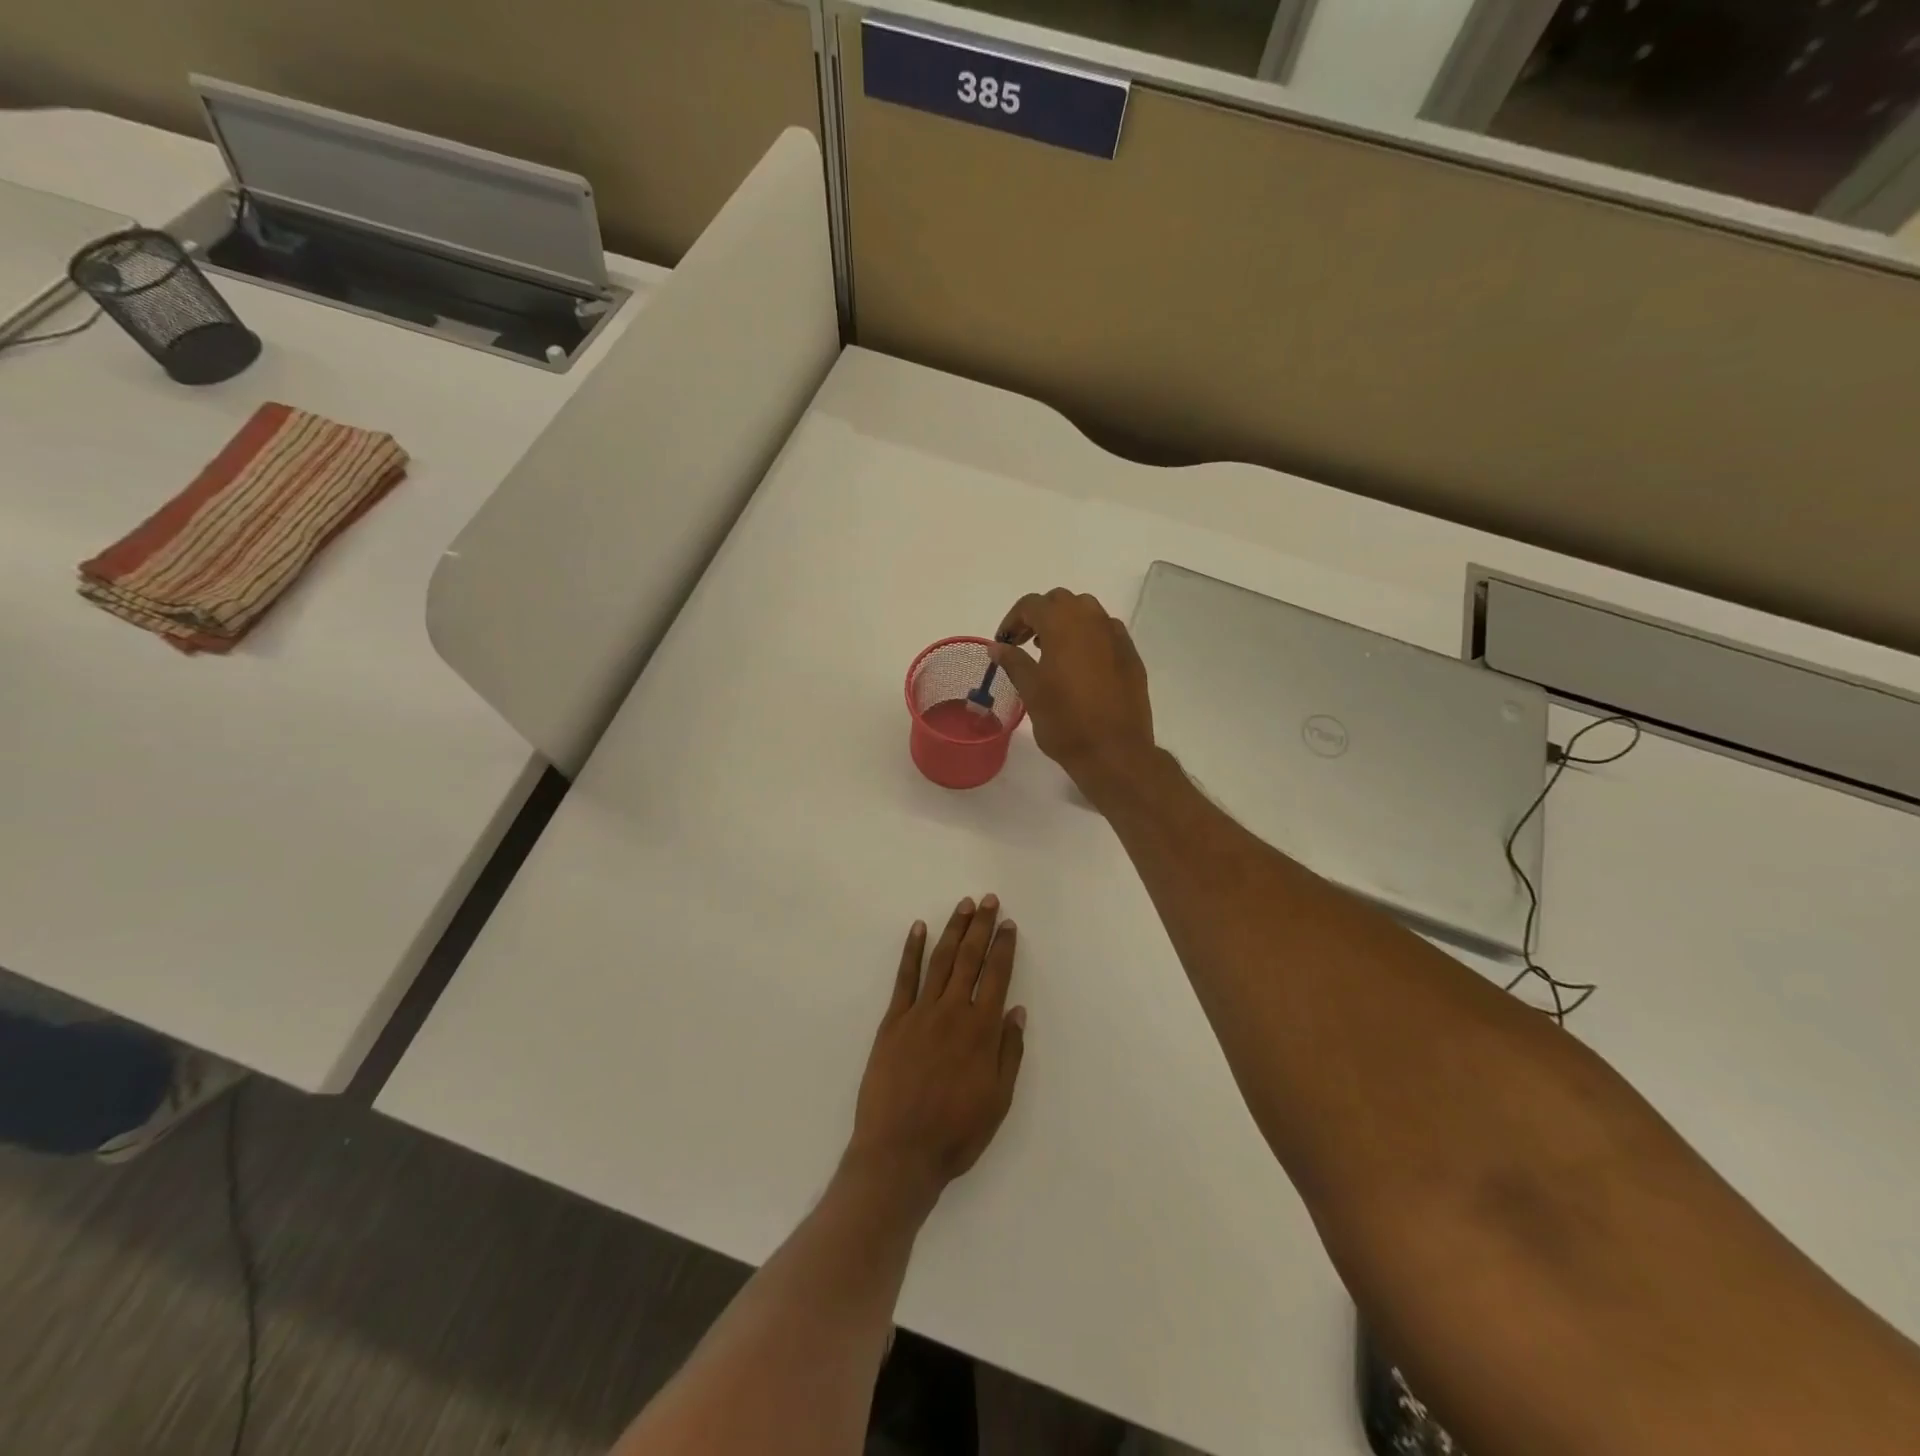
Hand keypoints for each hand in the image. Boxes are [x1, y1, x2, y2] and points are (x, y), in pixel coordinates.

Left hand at [847, 896, 1025, 1207]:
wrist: (899, 1152)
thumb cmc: (955, 1132)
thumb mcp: (998, 1100)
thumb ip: (1009, 1052)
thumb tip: (1016, 1009)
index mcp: (981, 1031)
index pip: (996, 976)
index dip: (1003, 948)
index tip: (1008, 924)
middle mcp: (952, 1012)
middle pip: (969, 959)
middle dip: (980, 927)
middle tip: (988, 899)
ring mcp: (919, 1013)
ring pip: (940, 961)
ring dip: (952, 930)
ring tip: (963, 905)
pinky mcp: (893, 1021)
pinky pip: (904, 978)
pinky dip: (912, 951)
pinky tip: (918, 929)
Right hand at [991, 589, 1155, 799]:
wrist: (1114, 750)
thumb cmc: (1065, 721)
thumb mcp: (1031, 691)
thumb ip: (1013, 662)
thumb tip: (998, 646)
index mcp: (1063, 624)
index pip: (1032, 604)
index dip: (1013, 620)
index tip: (1004, 643)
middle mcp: (1092, 620)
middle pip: (1061, 601)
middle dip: (1040, 616)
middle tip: (1025, 643)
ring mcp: (1116, 636)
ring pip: (1087, 612)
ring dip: (1066, 623)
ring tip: (1052, 653)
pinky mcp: (1131, 655)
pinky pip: (1106, 632)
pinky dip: (1089, 637)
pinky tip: (1081, 665)